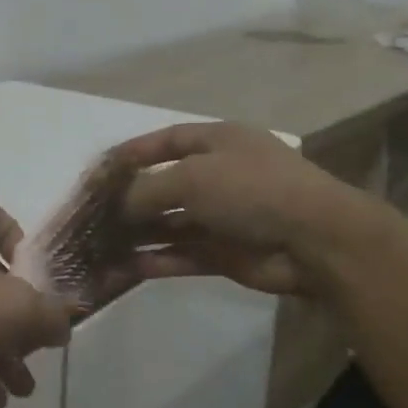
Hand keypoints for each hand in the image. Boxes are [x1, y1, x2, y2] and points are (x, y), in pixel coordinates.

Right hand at [110, 122, 383, 296]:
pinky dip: (157, 260)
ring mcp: (223, 216)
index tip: (100, 168)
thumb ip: (147, 189)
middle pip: (165, 185)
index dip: (134, 152)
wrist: (315, 241)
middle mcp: (220, 176)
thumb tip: (117, 205)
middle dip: (130, 199)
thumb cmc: (251, 189)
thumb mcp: (192, 177)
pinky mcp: (225, 253)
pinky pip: (182, 254)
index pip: (168, 140)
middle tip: (92, 214)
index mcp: (219, 142)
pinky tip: (125, 267)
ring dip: (138, 234)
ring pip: (170, 224)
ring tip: (100, 245)